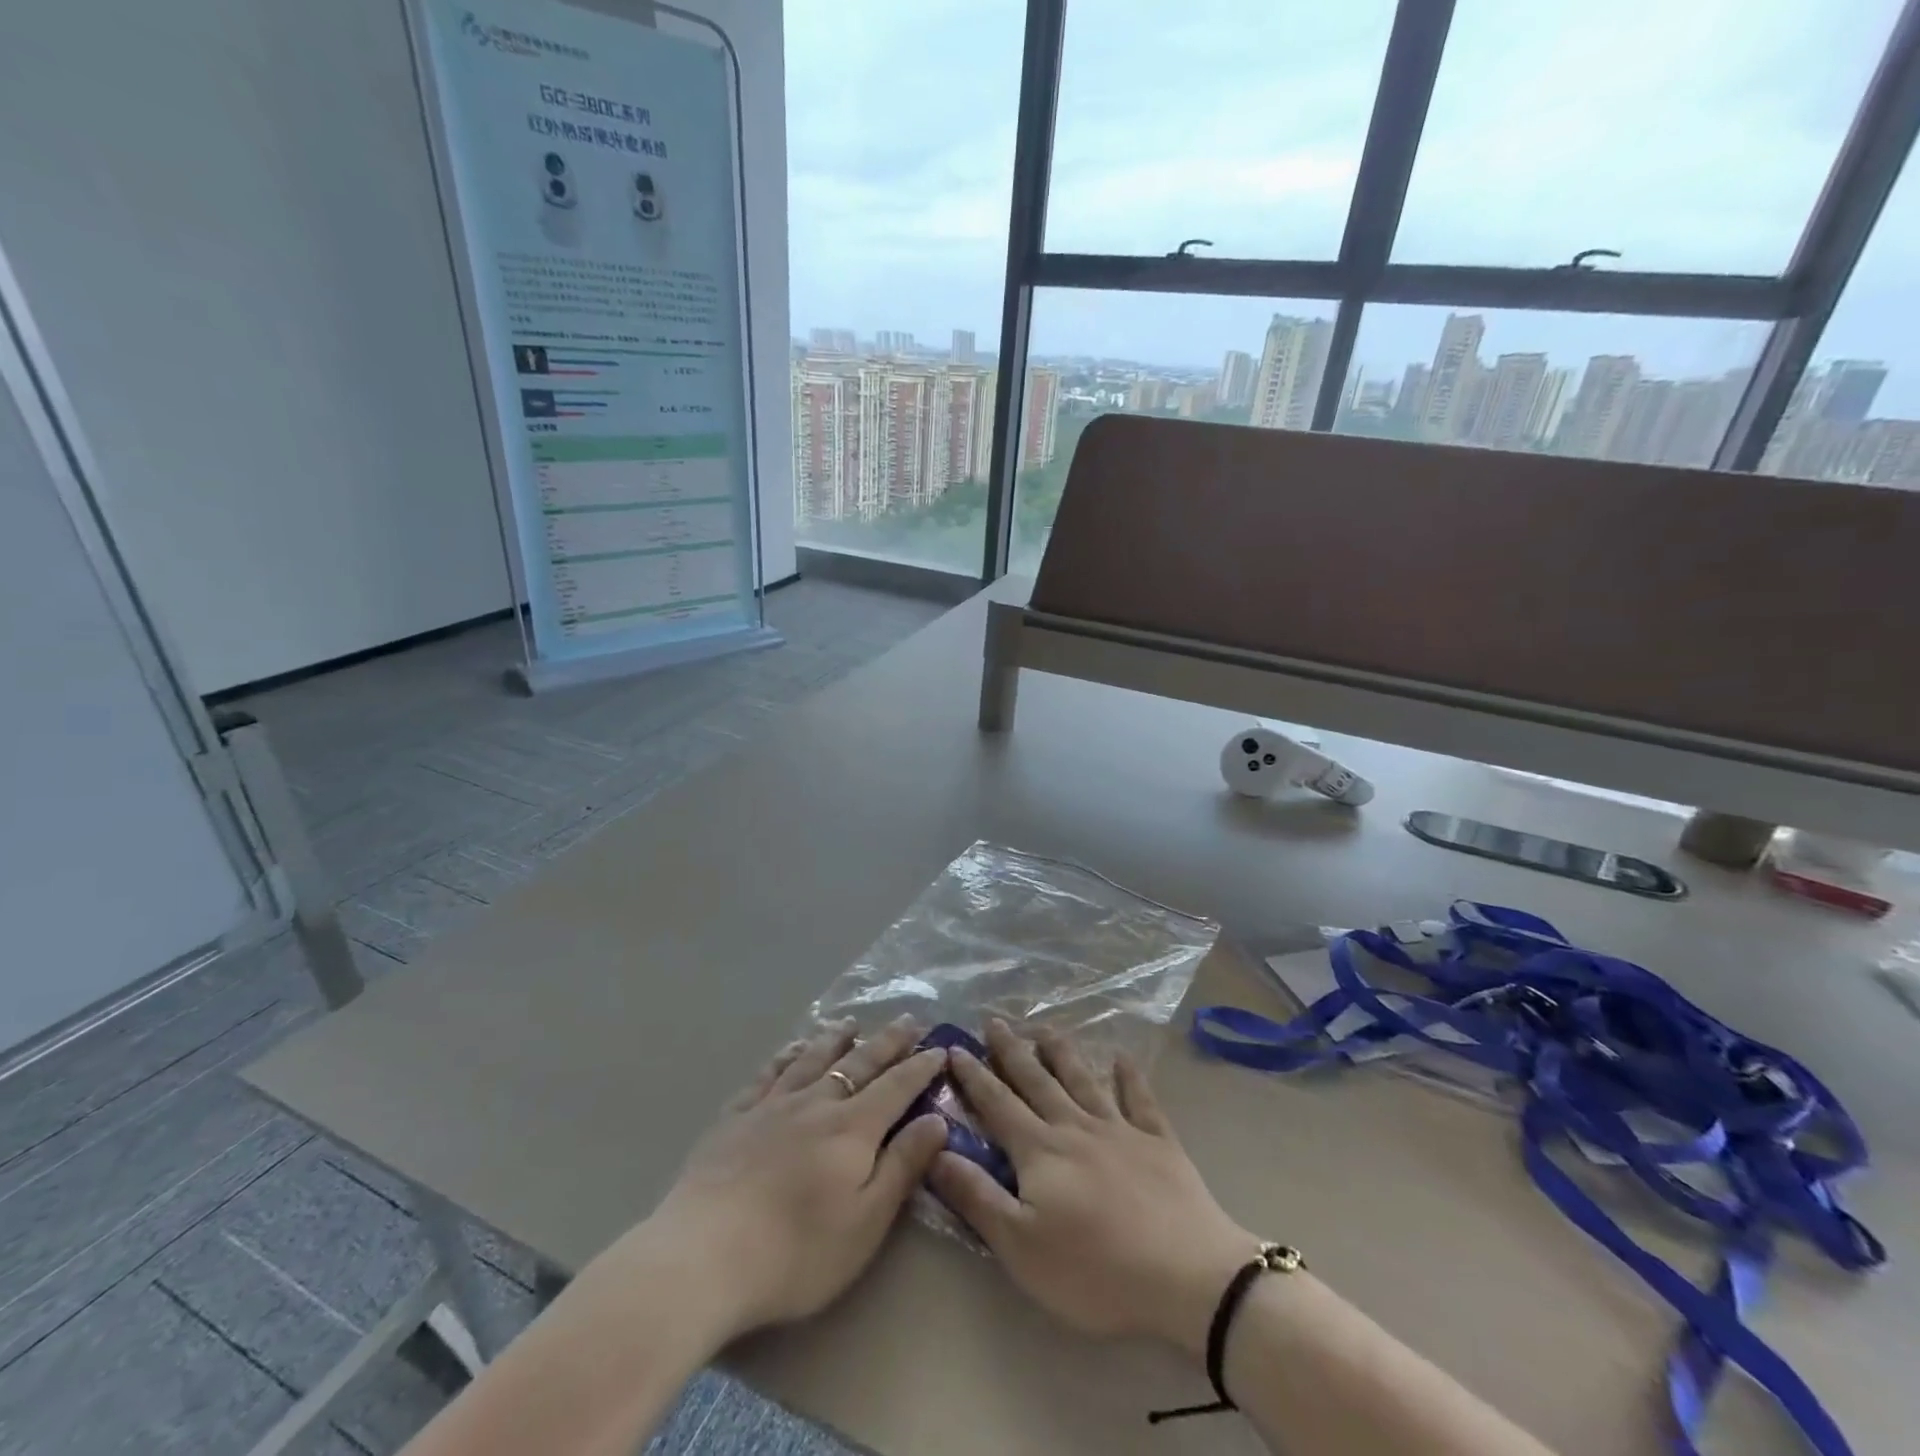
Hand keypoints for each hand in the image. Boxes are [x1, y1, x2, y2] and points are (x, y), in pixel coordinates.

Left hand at [640, 1015, 949, 1344]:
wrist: (704, 1256)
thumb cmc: (797, 1252)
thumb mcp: (866, 1222)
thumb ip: (902, 1166)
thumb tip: (937, 1120)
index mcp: (852, 1129)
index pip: (896, 1087)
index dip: (920, 1067)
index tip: (939, 1048)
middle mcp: (816, 1104)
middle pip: (858, 1063)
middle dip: (887, 1042)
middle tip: (907, 1020)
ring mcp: (772, 1106)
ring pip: (811, 1059)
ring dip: (835, 1039)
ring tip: (849, 1023)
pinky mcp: (735, 1118)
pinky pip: (767, 1074)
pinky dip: (785, 1056)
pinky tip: (791, 1049)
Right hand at [929, 1019, 1259, 1356]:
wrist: (1186, 1275)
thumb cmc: (1095, 1269)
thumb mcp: (1020, 1246)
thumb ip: (977, 1196)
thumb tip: (936, 1150)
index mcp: (1040, 1150)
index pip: (997, 1103)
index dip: (974, 1076)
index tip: (955, 1046)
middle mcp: (1075, 1126)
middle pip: (1037, 1080)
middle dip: (1012, 1050)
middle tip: (995, 1021)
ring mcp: (1120, 1129)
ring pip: (1083, 1079)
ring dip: (1062, 1052)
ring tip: (1047, 1028)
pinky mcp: (1159, 1141)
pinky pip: (1141, 1099)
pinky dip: (1130, 1076)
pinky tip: (1123, 1057)